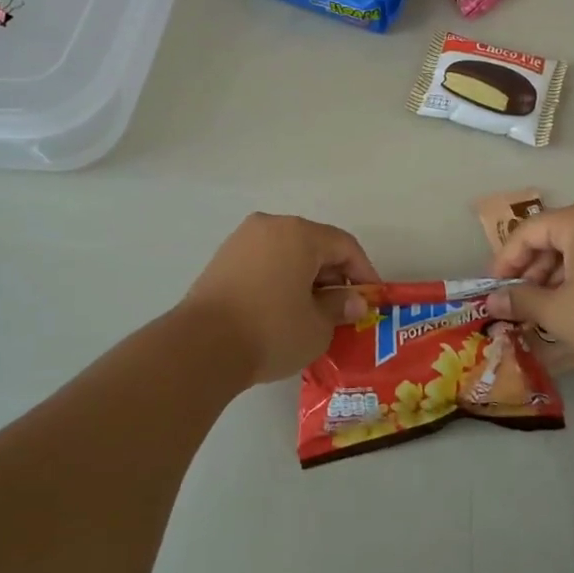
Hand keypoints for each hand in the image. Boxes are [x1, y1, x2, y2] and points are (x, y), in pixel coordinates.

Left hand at [180, 213, 379, 384]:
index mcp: (300, 234)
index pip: (344, 246)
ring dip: (305, 278)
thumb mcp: (317, 325)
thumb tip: (354, 301)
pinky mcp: (222, 259)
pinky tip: (281, 310)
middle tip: (343, 309)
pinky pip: (264, 262)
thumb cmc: (271, 331)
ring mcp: (242, 240)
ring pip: (287, 253)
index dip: (363, 272)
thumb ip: (340, 307)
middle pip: (314, 245)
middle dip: (333, 276)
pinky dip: (279, 279)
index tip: (371, 300)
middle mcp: (271, 225)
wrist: (201, 347)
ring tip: (312, 313)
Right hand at [484, 200, 573, 377]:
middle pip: (553, 235)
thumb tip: (492, 301)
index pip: (530, 231)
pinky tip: (568, 303)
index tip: (493, 286)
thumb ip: (520, 300)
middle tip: (516, 299)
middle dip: (531, 268)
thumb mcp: (557, 311)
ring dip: (553, 274)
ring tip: (539, 306)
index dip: (506, 259)